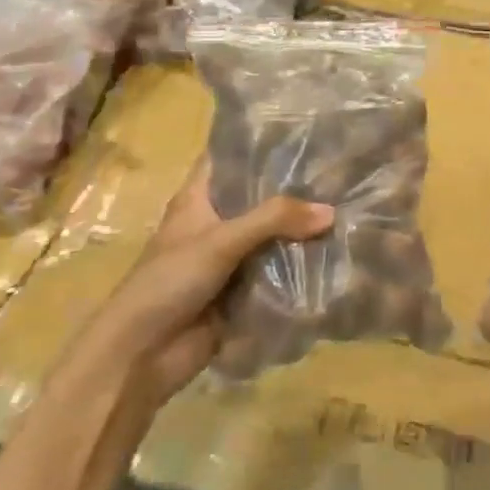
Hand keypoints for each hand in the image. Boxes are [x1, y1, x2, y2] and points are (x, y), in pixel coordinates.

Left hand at [68, 164, 332, 411]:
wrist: (139, 357)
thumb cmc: (167, 282)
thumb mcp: (220, 241)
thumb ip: (274, 220)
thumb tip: (330, 211)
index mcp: (198, 199)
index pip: (230, 158)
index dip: (260, 144)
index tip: (304, 132)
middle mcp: (216, 223)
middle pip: (259, 199)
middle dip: (295, 191)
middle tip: (341, 174)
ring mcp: (229, 259)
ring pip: (272, 237)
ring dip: (302, 232)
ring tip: (350, 211)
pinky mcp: (241, 293)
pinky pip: (276, 274)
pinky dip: (300, 268)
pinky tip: (336, 257)